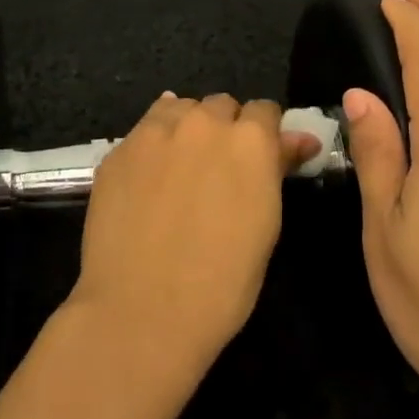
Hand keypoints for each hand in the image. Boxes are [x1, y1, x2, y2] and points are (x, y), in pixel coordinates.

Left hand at [66, 93, 318, 383]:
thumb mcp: (266, 226)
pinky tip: (151, 172)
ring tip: (182, 167)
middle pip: (221, 106)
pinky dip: (155, 140)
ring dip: (189, 127)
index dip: (265, 133)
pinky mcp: (118, 149)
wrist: (142, 312)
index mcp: (250, 141)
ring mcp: (156, 132)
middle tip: (220, 169)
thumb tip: (299, 140)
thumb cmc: (222, 284)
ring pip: (181, 109)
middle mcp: (204, 123)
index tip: (260, 157)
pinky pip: (145, 127)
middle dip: (226, 128)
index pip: (265, 110)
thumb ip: (277, 170)